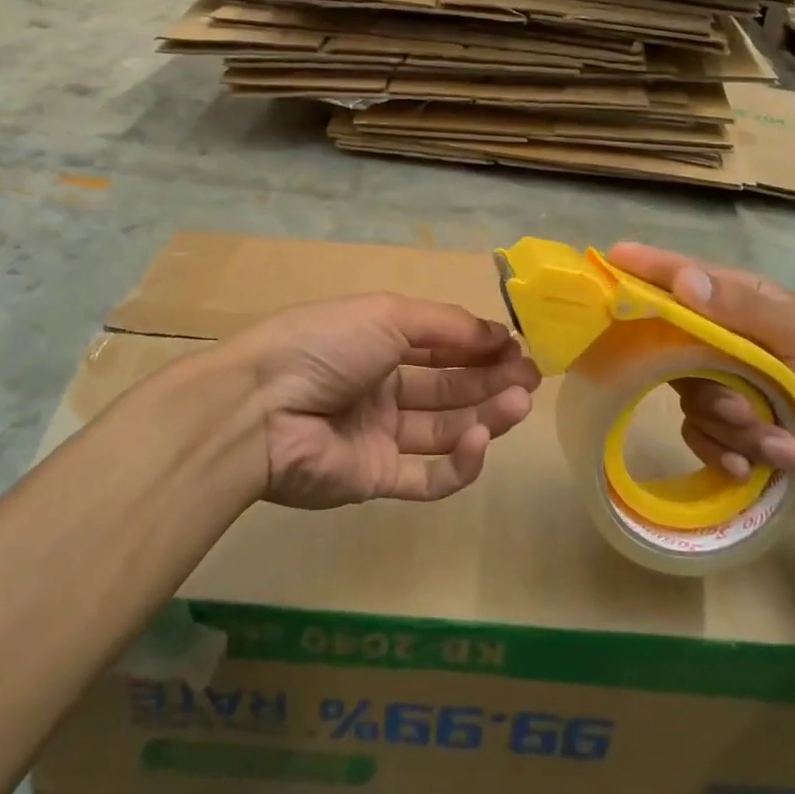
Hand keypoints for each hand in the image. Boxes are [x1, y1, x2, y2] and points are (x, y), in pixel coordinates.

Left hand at [220, 294, 539, 510]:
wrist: (262, 408)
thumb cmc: (327, 344)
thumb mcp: (388, 314)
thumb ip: (446, 325)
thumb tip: (499, 332)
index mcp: (379, 342)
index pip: (441, 344)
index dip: (480, 345)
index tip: (518, 346)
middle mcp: (381, 386)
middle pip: (448, 386)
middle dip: (491, 379)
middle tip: (532, 378)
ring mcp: (379, 435)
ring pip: (444, 429)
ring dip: (485, 415)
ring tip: (520, 403)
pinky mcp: (375, 479)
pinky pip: (425, 476)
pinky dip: (458, 463)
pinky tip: (480, 441)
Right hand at [605, 243, 794, 484]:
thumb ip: (740, 308)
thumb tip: (680, 281)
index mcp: (738, 303)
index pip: (681, 277)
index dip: (645, 268)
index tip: (609, 258)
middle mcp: (722, 339)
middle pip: (672, 352)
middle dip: (707, 388)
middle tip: (740, 407)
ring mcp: (725, 382)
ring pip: (689, 402)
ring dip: (732, 428)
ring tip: (778, 441)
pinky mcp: (732, 425)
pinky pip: (702, 437)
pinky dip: (728, 453)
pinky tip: (760, 463)